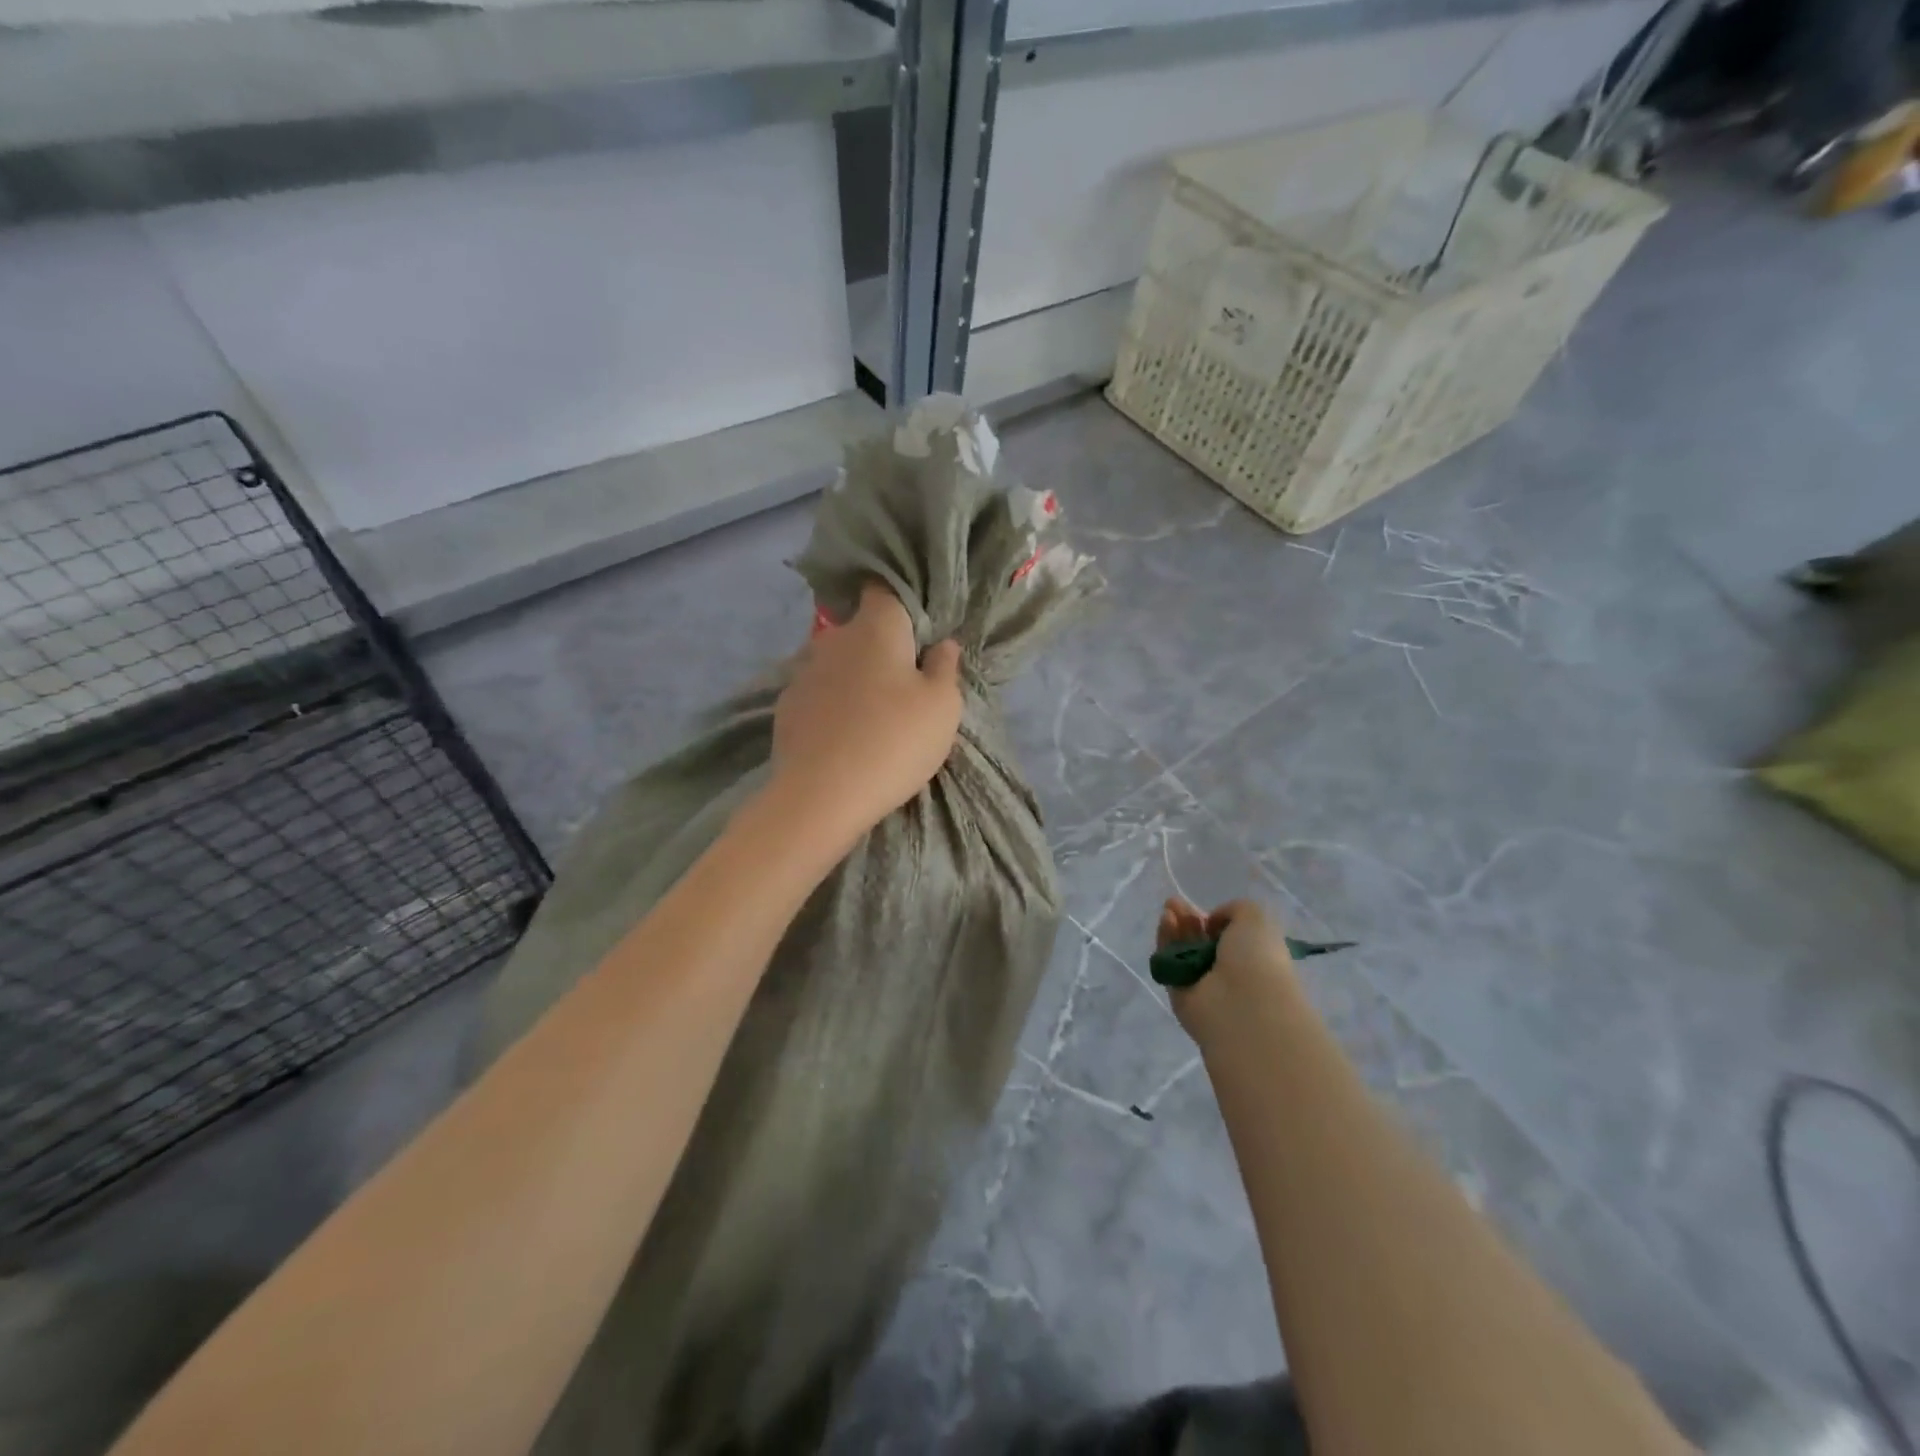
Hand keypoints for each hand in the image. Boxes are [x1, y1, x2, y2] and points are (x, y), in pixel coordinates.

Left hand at [770, 582, 962, 840]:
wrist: (821, 796)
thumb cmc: (894, 741)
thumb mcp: (943, 706)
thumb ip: (945, 667)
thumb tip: (942, 644)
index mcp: (876, 627)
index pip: (885, 588)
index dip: (903, 601)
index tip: (920, 627)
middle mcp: (835, 638)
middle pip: (863, 629)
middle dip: (884, 647)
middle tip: (907, 683)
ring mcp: (804, 672)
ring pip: (840, 663)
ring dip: (857, 678)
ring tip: (875, 715)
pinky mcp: (787, 706)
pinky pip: (820, 694)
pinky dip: (833, 705)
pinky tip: (845, 735)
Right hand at [1157, 897, 1296, 1037]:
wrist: (1243, 1006)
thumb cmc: (1258, 959)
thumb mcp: (1256, 919)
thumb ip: (1234, 909)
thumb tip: (1212, 923)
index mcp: (1252, 958)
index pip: (1228, 938)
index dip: (1215, 920)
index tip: (1207, 911)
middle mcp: (1227, 972)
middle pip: (1201, 941)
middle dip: (1188, 919)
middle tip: (1175, 902)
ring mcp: (1202, 984)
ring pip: (1182, 950)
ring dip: (1175, 926)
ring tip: (1169, 907)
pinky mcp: (1179, 993)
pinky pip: (1169, 962)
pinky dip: (1165, 940)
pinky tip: (1166, 921)